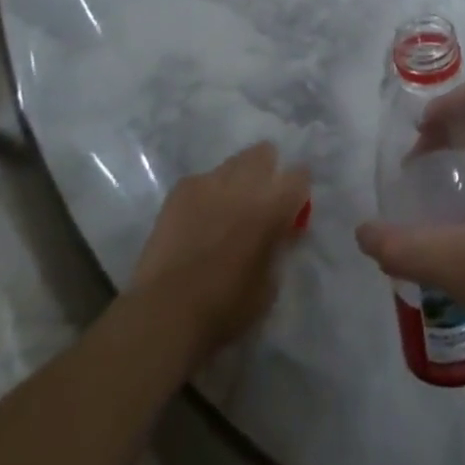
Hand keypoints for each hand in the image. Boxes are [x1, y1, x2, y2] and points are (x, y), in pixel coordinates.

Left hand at [130, 142, 310, 367]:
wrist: (164, 312)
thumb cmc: (224, 308)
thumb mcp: (268, 287)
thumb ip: (277, 248)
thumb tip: (277, 234)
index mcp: (273, 205)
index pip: (300, 176)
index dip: (297, 192)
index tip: (291, 209)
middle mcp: (245, 182)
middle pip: (265, 153)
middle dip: (266, 172)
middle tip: (258, 203)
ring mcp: (210, 180)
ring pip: (233, 163)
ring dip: (235, 182)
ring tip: (223, 212)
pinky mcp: (182, 188)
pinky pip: (203, 181)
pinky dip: (205, 196)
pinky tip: (195, 222)